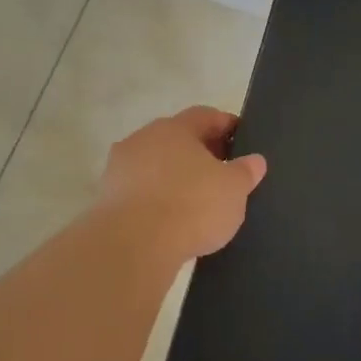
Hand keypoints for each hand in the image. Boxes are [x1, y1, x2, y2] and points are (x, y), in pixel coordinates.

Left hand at [97, 106, 267, 262]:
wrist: (132, 244)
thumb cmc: (191, 205)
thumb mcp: (233, 189)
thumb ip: (245, 171)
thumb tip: (255, 160)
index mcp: (175, 128)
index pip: (205, 115)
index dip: (226, 125)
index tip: (242, 140)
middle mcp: (143, 139)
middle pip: (177, 139)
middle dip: (199, 152)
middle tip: (221, 172)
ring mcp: (119, 168)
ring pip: (155, 165)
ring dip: (174, 176)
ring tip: (195, 200)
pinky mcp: (106, 198)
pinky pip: (140, 191)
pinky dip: (156, 199)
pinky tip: (170, 219)